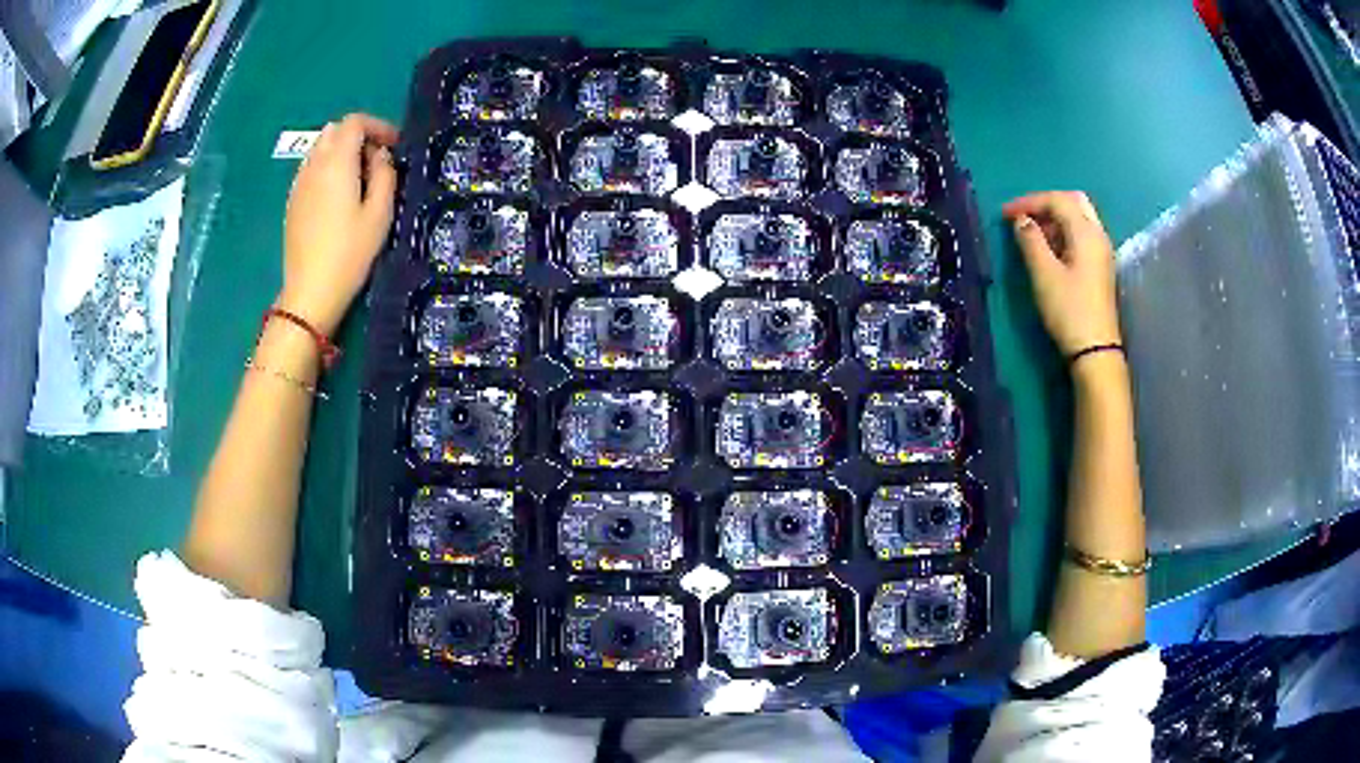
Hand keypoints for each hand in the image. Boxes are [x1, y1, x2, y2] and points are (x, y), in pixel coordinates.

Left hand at [278, 113, 398, 337]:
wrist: (310, 292)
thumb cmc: (349, 254)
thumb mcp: (380, 214)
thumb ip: (385, 175)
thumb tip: (381, 156)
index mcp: (337, 162)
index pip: (354, 122)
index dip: (377, 126)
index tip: (394, 145)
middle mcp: (314, 165)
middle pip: (335, 131)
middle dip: (358, 136)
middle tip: (376, 161)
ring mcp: (299, 184)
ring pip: (320, 149)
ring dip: (341, 153)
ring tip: (358, 180)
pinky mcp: (292, 202)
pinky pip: (311, 169)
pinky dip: (327, 169)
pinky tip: (338, 197)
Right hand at [1003, 191, 1121, 356]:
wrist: (1095, 350)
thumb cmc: (1069, 309)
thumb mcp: (1043, 274)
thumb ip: (1030, 240)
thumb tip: (1021, 221)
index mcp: (1086, 232)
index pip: (1057, 200)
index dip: (1029, 202)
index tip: (1005, 214)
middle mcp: (1098, 235)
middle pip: (1073, 202)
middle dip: (1046, 203)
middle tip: (1024, 216)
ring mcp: (1102, 251)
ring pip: (1079, 218)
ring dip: (1055, 218)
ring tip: (1032, 233)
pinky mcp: (1100, 267)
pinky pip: (1082, 235)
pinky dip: (1064, 232)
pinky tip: (1049, 248)